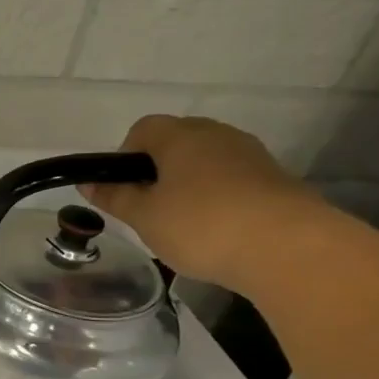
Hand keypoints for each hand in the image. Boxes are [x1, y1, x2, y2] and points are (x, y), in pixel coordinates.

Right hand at [81, 116, 335, 292]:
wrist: (289, 249)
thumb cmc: (201, 225)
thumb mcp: (144, 217)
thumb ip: (114, 197)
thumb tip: (89, 183)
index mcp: (180, 136)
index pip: (143, 129)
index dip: (125, 156)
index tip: (124, 189)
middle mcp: (217, 135)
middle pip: (176, 143)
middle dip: (157, 171)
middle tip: (149, 209)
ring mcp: (251, 155)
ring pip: (205, 162)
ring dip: (188, 185)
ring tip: (183, 224)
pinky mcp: (275, 179)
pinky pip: (232, 180)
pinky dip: (218, 199)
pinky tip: (216, 231)